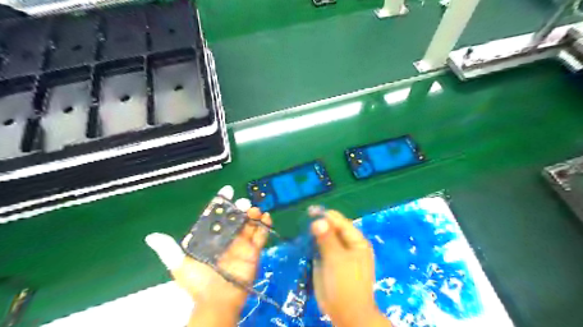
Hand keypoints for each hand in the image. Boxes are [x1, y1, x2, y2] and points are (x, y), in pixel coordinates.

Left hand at [146, 186, 273, 325]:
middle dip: (240, 207)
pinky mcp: (253, 251)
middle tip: (244, 203)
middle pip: (235, 217)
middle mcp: (227, 237)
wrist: (217, 301)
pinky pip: (261, 235)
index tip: (227, 191)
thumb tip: (151, 236)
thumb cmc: (199, 282)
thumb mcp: (181, 266)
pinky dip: (265, 226)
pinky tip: (267, 218)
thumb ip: (169, 250)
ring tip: (255, 210)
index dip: (221, 203)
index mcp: (211, 238)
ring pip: (249, 223)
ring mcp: (241, 243)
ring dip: (253, 214)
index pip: (216, 216)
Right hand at [310, 210, 391, 326]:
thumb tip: (318, 220)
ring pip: (325, 237)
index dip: (325, 215)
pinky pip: (320, 248)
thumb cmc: (346, 284)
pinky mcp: (329, 261)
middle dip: (319, 224)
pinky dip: (313, 244)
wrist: (346, 313)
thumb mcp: (336, 259)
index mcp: (356, 241)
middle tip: (303, 222)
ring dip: (314, 234)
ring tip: (302, 231)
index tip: (309, 211)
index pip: (340, 221)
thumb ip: (327, 238)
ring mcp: (338, 253)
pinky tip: (304, 242)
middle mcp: (348, 244)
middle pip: (332, 228)